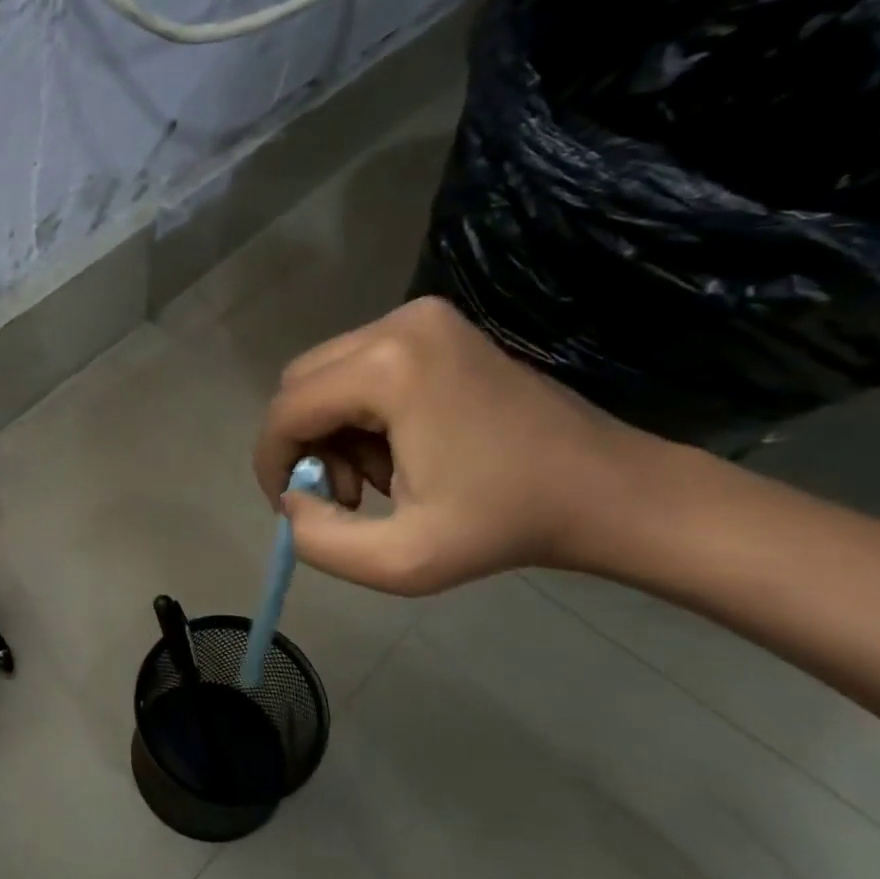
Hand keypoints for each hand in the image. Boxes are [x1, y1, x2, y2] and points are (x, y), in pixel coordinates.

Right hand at [253, 297, 660, 594]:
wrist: (607, 490)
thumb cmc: (508, 526)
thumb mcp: (401, 561)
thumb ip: (318, 540)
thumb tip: (291, 500)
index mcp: (388, 369)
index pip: (287, 410)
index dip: (272, 462)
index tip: (289, 506)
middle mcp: (397, 324)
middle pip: (300, 384)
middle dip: (305, 444)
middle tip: (344, 495)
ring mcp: (421, 317)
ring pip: (327, 375)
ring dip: (332, 430)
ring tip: (378, 479)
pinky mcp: (436, 326)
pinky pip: (360, 366)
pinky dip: (360, 412)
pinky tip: (397, 450)